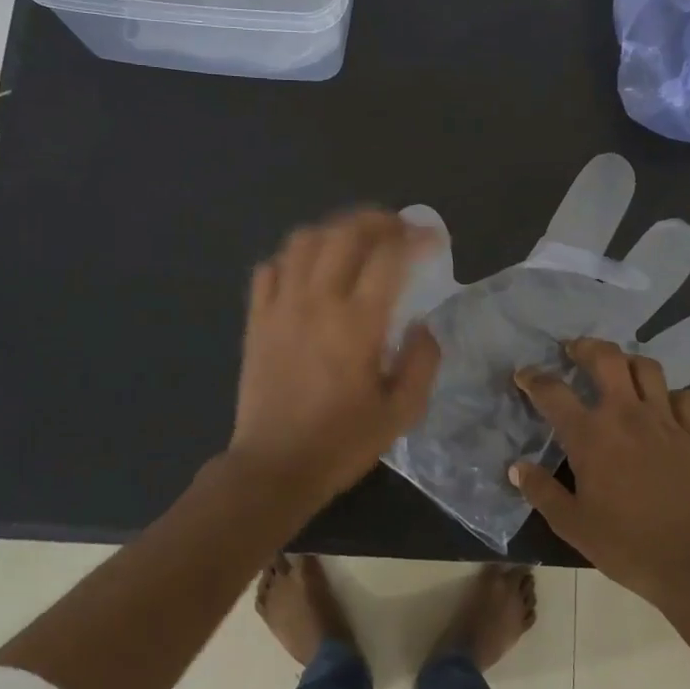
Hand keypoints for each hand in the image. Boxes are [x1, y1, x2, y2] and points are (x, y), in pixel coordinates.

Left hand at [229, 210, 443, 510]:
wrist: (274, 467)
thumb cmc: (342, 443)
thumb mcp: (402, 412)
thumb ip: (422, 362)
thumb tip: (422, 326)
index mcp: (358, 324)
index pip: (389, 257)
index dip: (416, 238)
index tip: (433, 237)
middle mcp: (317, 302)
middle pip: (344, 233)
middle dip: (376, 220)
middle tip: (397, 228)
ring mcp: (281, 307)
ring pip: (303, 241)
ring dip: (334, 230)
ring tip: (354, 241)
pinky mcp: (256, 320)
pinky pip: (269, 269)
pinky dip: (292, 259)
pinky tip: (308, 271)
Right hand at [512, 337, 689, 606]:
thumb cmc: (624, 544)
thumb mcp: (571, 523)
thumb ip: (540, 490)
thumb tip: (517, 467)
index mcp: (591, 435)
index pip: (553, 392)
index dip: (533, 379)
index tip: (523, 375)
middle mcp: (626, 415)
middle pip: (606, 358)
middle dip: (585, 346)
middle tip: (573, 350)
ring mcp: (664, 421)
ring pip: (647, 368)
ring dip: (628, 362)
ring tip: (618, 370)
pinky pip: (684, 398)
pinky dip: (670, 395)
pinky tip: (662, 407)